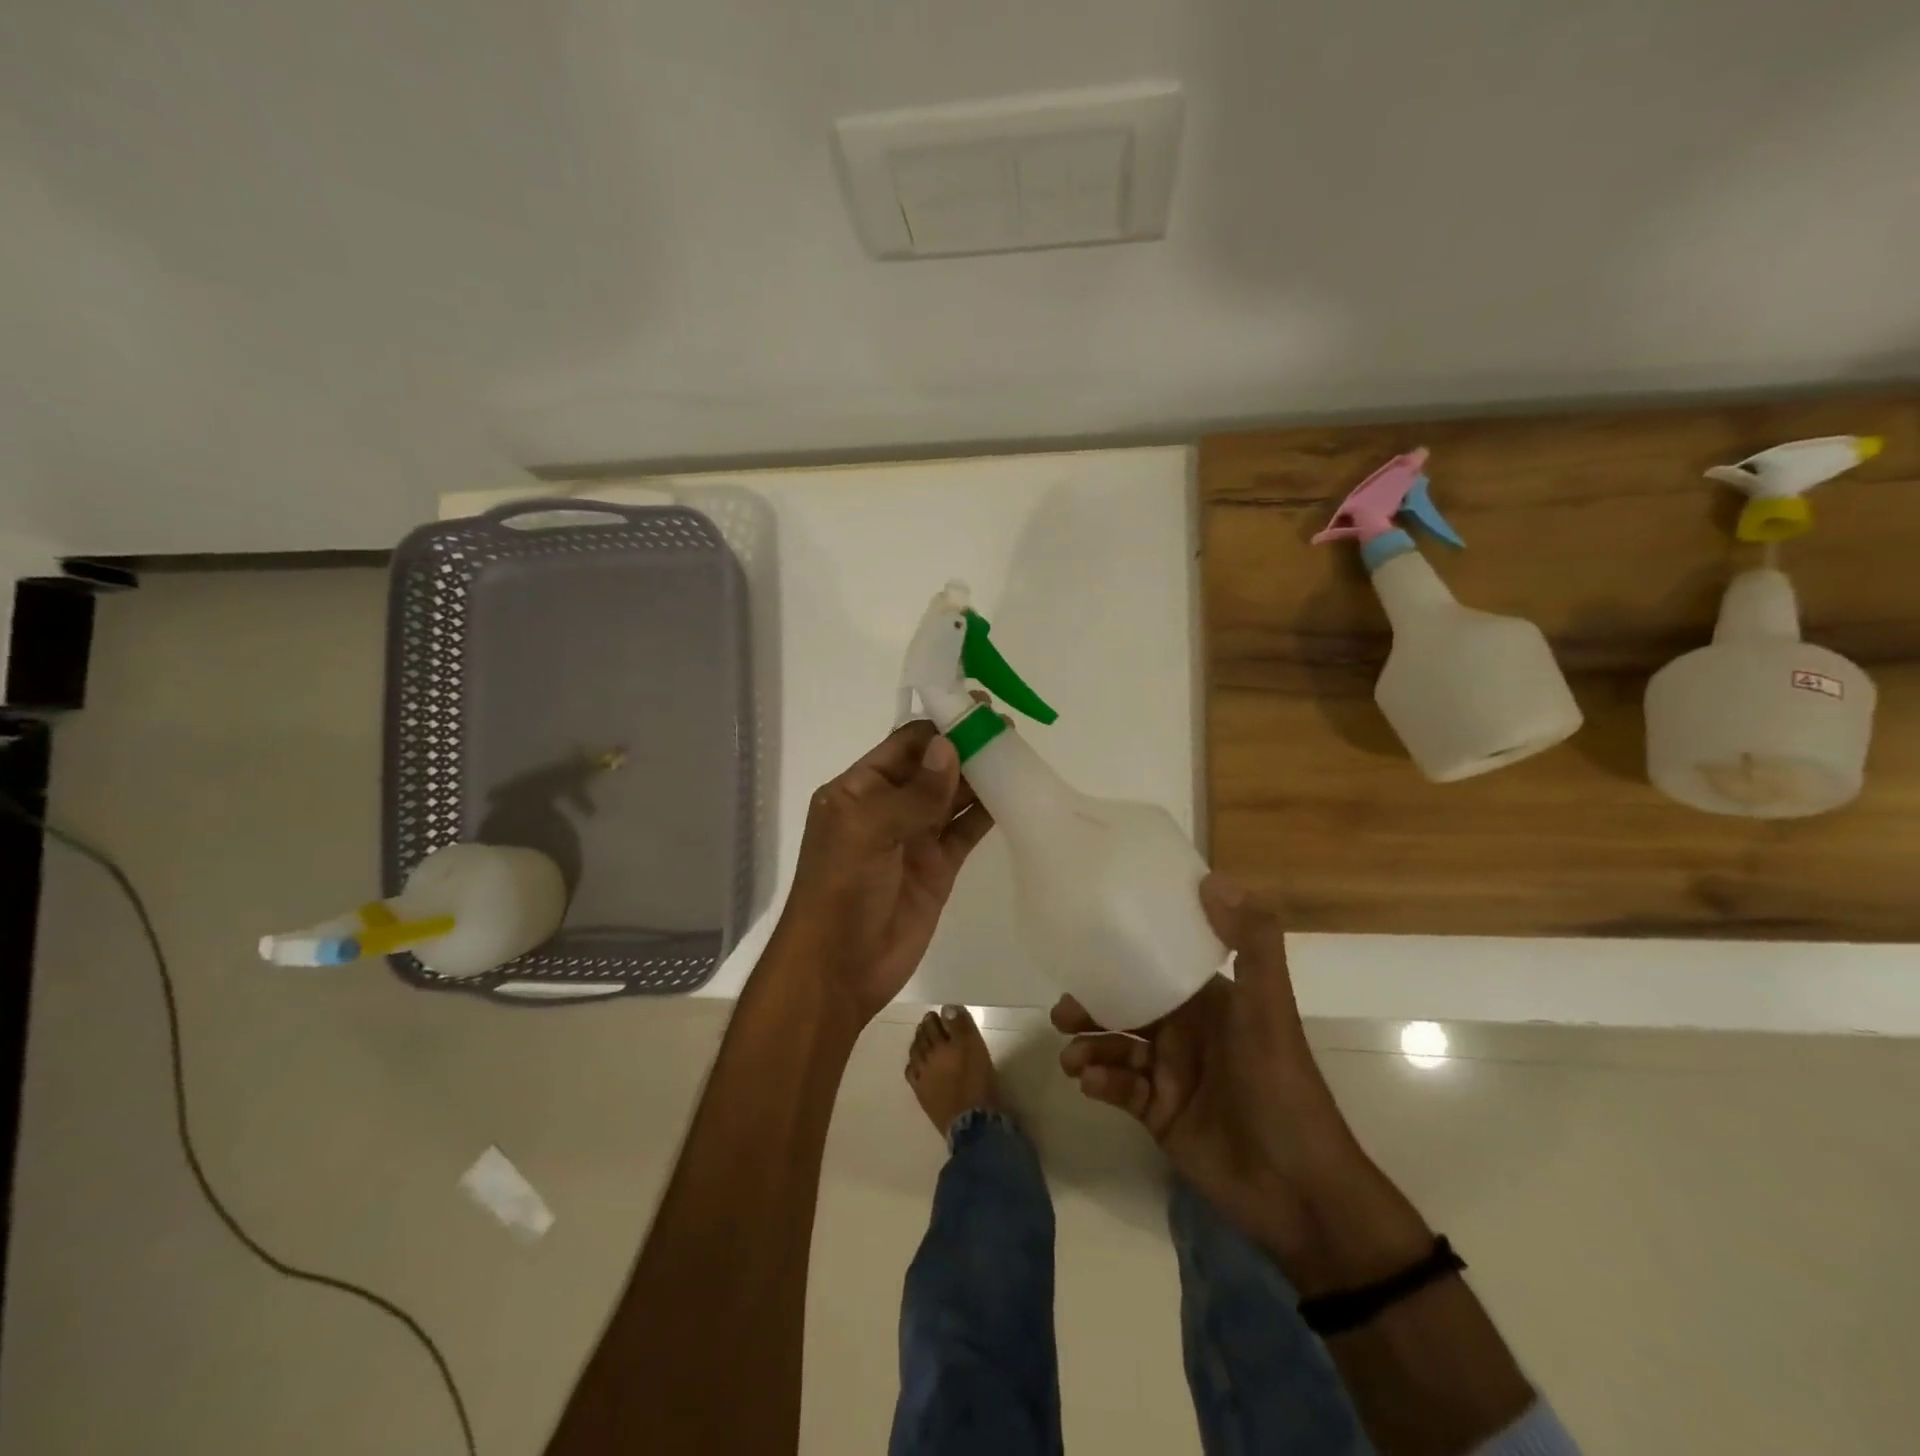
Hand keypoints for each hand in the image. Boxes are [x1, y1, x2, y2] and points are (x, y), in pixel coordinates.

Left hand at [772, 720, 992, 1026]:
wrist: (839, 968)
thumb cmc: (841, 890)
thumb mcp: (868, 832)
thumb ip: (913, 793)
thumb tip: (949, 746)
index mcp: (859, 790)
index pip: (904, 745)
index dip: (939, 726)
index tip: (977, 707)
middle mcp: (888, 807)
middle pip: (933, 766)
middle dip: (965, 746)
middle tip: (1006, 728)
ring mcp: (915, 837)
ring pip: (953, 796)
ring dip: (980, 775)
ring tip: (1017, 752)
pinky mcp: (939, 867)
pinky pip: (966, 831)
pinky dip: (987, 812)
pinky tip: (1013, 793)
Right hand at [1054, 875, 1370, 1261]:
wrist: (1298, 1190)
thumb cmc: (1280, 1087)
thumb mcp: (1269, 1009)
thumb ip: (1252, 944)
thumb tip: (1212, 878)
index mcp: (1207, 1002)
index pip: (1156, 966)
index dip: (1121, 956)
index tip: (1083, 949)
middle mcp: (1185, 1031)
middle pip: (1125, 1007)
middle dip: (1091, 1007)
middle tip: (1063, 1014)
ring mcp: (1170, 1074)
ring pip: (1116, 1047)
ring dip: (1090, 1047)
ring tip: (1073, 1059)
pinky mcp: (1158, 1114)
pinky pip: (1120, 1089)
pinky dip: (1102, 1084)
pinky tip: (1093, 1085)